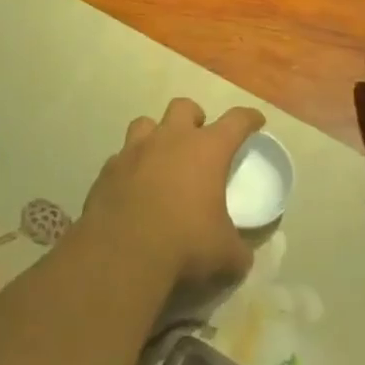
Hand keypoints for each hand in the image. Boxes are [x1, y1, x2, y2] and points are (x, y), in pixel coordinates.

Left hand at [80, 98, 264, 287]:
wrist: (122, 252)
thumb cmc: (184, 243)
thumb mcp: (224, 254)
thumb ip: (237, 250)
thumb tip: (242, 257)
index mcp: (207, 149)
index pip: (236, 121)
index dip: (248, 119)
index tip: (255, 121)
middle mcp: (171, 139)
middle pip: (184, 107)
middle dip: (194, 117)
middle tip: (198, 138)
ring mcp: (135, 150)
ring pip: (145, 123)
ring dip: (156, 135)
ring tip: (160, 156)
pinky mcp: (108, 169)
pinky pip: (121, 157)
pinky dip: (129, 166)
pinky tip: (132, 186)